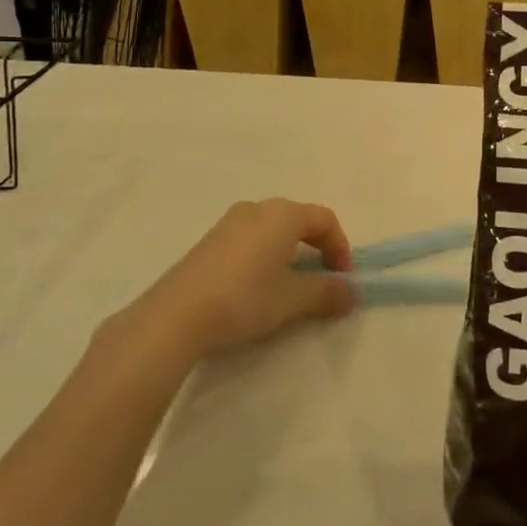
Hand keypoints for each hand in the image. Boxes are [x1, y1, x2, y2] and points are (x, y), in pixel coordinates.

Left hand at [127, 199, 357, 360]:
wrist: (174, 316)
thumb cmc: (244, 298)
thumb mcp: (292, 299)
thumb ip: (327, 292)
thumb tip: (351, 292)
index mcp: (283, 214)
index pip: (325, 219)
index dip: (340, 246)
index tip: (342, 277)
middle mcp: (257, 209)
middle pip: (298, 220)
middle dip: (316, 247)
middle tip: (320, 278)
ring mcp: (229, 223)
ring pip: (272, 229)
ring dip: (289, 252)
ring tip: (288, 285)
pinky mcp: (209, 241)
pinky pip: (250, 239)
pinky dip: (264, 255)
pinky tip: (255, 286)